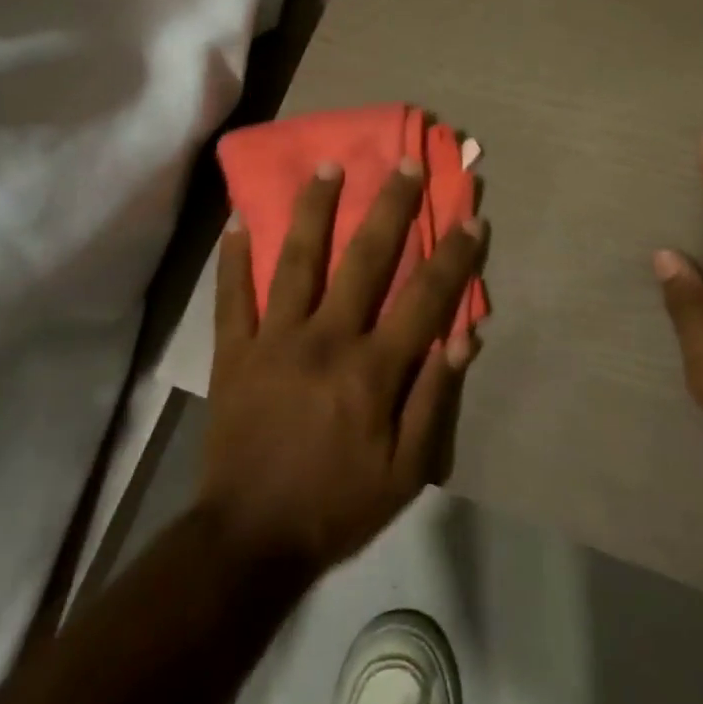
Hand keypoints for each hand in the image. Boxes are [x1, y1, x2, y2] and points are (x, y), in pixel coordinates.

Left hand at [200, 159, 486, 575]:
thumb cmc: (338, 504)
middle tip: (404, 163)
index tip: (471, 216)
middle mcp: (326, 339)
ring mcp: (274, 340)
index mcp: (373, 368)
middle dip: (390, 206)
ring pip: (297, 261)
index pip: (425, 297)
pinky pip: (231, 296)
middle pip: (365, 259)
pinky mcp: (233, 353)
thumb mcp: (406, 470)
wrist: (249, 540)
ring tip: (327, 166)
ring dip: (315, 209)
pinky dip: (233, 258)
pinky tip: (236, 218)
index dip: (453, 255)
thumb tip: (464, 336)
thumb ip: (435, 399)